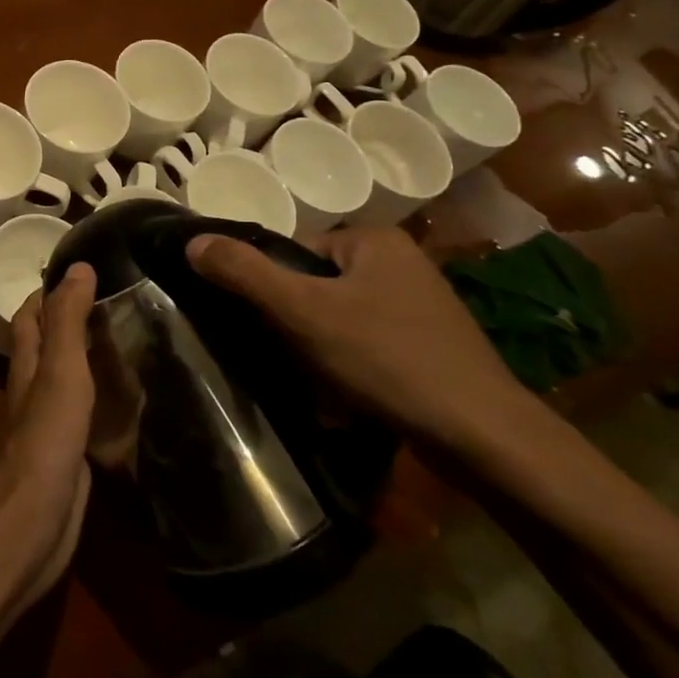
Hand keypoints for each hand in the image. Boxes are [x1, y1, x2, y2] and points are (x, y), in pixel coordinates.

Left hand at [0, 263, 96, 610]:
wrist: (34, 521)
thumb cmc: (46, 437)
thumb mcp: (61, 370)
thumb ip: (68, 321)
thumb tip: (79, 265)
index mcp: (28, 362)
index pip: (32, 313)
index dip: (50, 289)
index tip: (84, 268)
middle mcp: (34, 386)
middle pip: (49, 343)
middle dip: (74, 320)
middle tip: (117, 301)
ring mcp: (50, 421)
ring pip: (68, 376)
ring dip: (91, 357)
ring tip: (131, 341)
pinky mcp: (69, 452)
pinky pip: (86, 412)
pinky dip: (104, 398)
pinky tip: (130, 400)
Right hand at [185, 227, 532, 452]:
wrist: (484, 438)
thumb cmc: (387, 358)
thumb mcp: (303, 312)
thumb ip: (245, 273)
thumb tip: (194, 241)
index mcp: (374, 239)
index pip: (296, 252)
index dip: (276, 290)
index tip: (276, 328)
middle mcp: (401, 261)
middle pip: (317, 287)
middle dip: (300, 325)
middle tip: (296, 360)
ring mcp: (421, 305)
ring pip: (341, 319)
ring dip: (323, 350)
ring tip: (324, 385)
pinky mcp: (433, 345)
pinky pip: (370, 345)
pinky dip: (353, 367)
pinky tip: (353, 399)